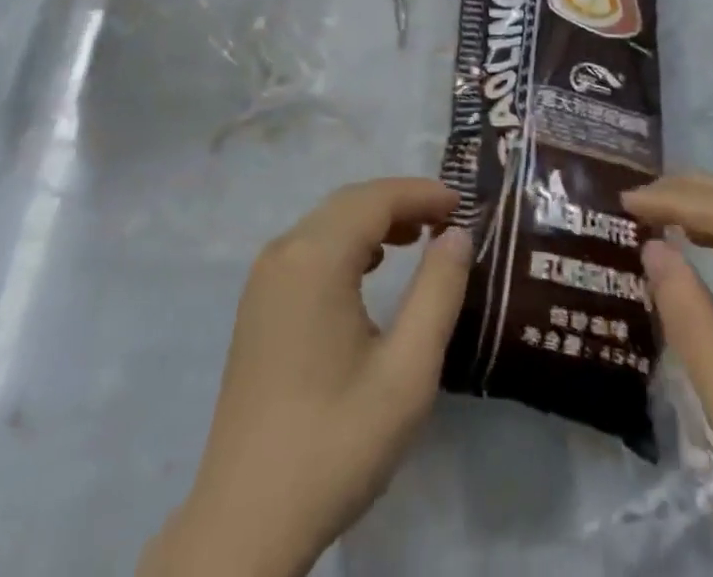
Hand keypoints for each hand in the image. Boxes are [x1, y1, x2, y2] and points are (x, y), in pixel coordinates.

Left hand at [140, 179, 472, 576]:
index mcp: (315, 258)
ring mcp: (264, 278)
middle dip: (400, 202)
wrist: (248, 520)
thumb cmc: (336, 442)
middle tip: (447, 219)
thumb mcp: (407, 372)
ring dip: (373, 220)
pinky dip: (346, 243)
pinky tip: (370, 269)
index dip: (421, 193)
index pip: (375, 199)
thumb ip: (438, 292)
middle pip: (349, 203)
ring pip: (327, 223)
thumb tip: (457, 234)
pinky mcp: (258, 305)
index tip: (464, 202)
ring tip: (418, 238)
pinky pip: (308, 249)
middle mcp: (283, 252)